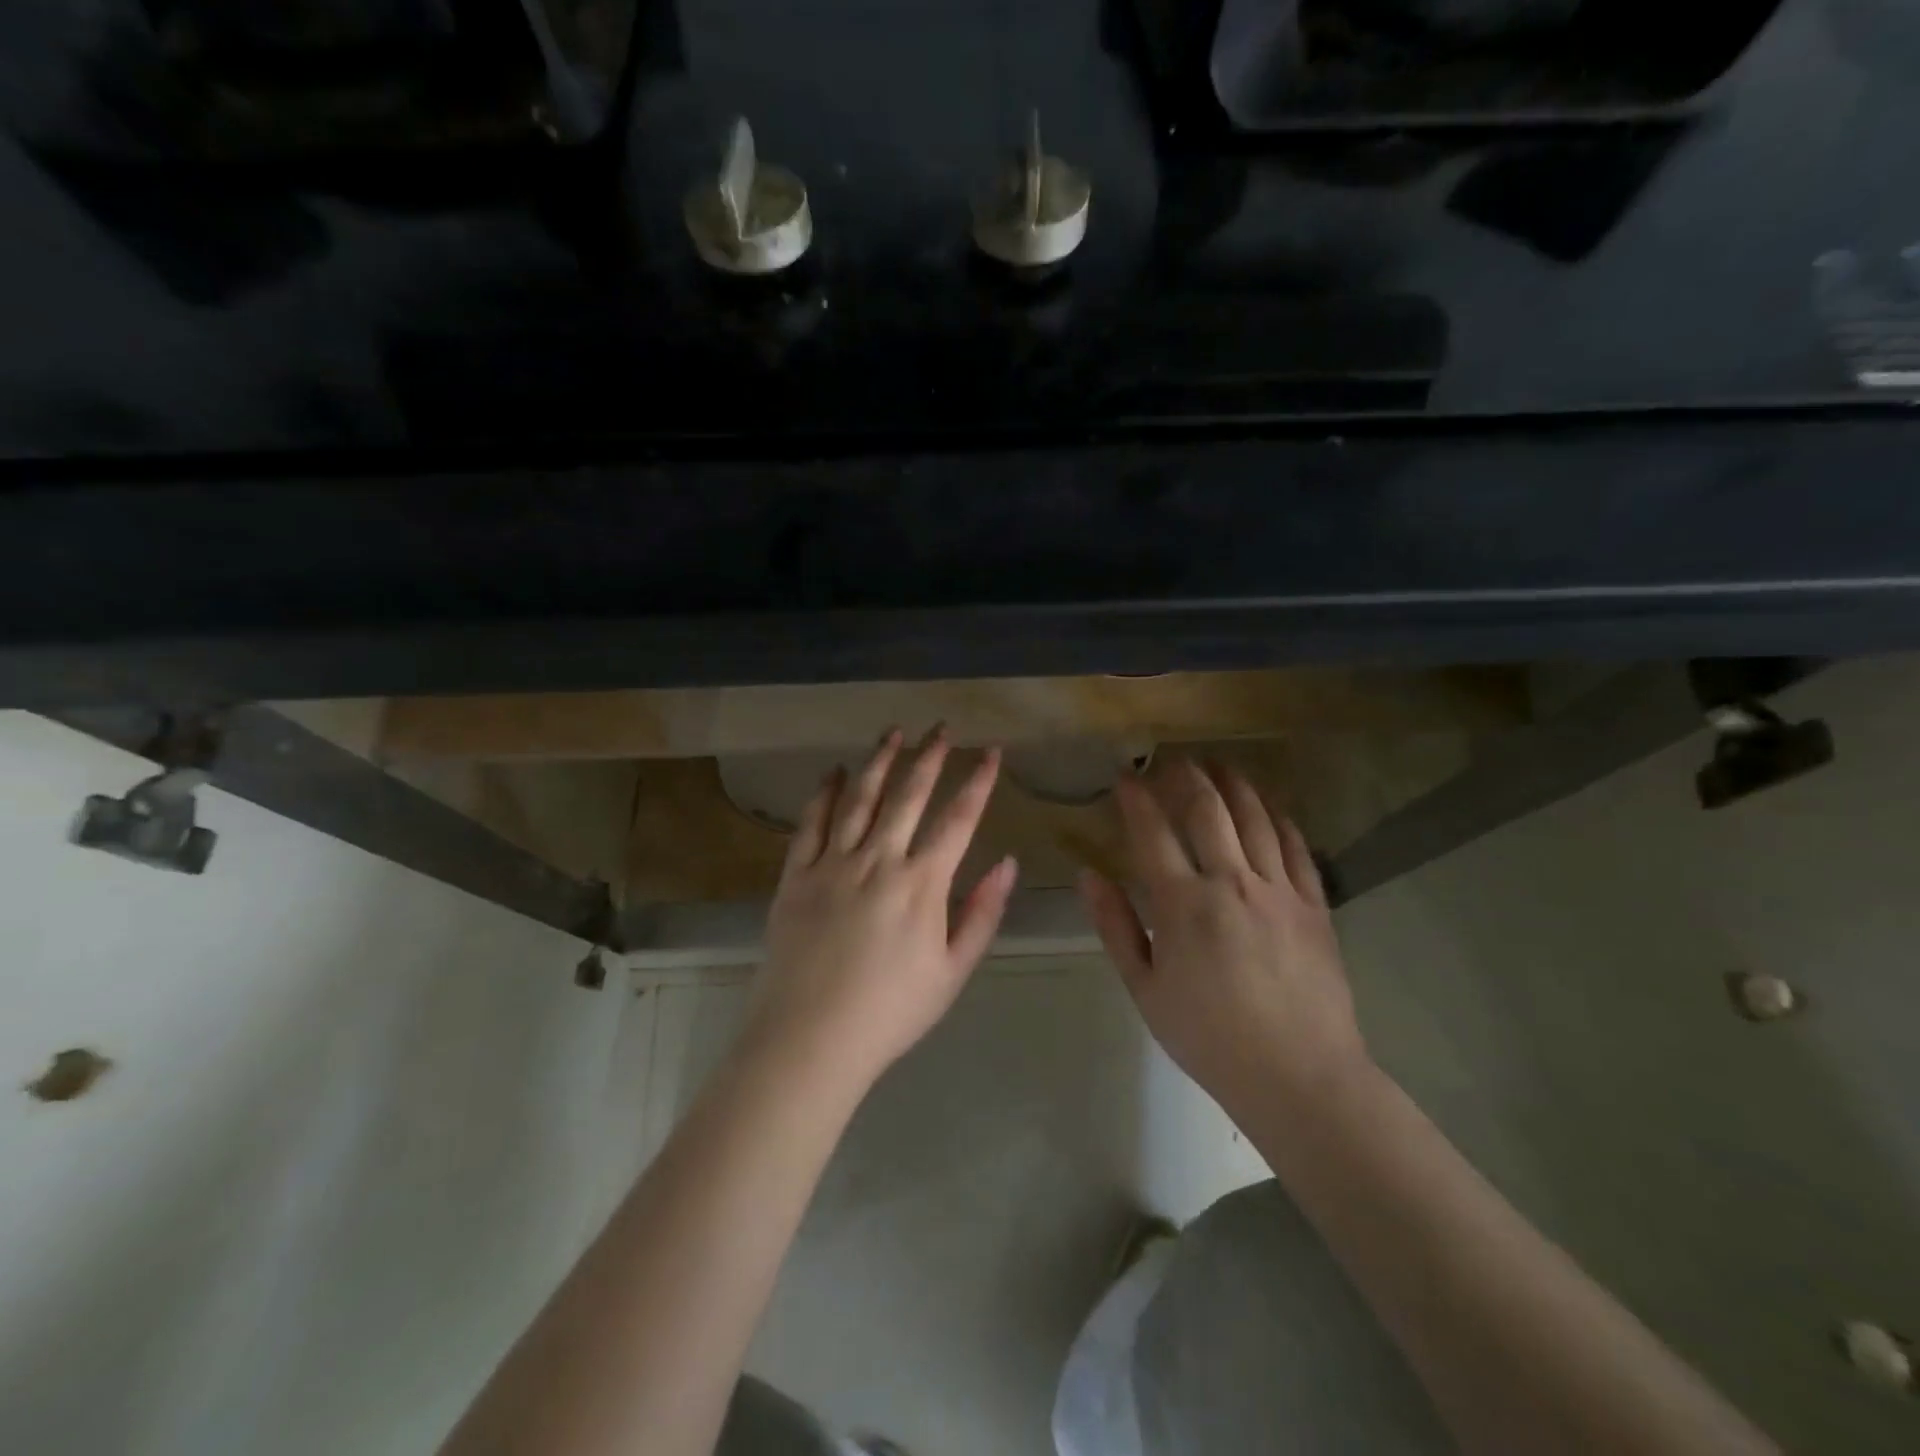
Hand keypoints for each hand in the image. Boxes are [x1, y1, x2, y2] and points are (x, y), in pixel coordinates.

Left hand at [749, 729, 1018, 1089]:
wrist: (810, 1039)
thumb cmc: (890, 1012)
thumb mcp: (952, 971)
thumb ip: (982, 913)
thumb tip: (1008, 863)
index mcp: (922, 884)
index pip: (958, 819)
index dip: (978, 781)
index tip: (991, 752)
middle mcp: (878, 860)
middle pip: (908, 795)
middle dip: (930, 756)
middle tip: (942, 728)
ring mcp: (832, 864)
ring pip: (859, 797)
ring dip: (879, 761)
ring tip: (893, 732)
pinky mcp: (795, 875)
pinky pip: (810, 823)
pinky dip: (823, 793)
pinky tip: (832, 771)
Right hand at [1079, 758, 1371, 1118]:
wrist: (1298, 1075)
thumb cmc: (1209, 1036)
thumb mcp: (1145, 989)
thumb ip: (1115, 926)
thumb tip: (1087, 875)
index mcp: (1183, 904)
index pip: (1153, 832)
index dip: (1136, 798)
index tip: (1125, 776)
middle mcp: (1232, 883)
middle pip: (1208, 811)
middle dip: (1186, 777)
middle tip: (1173, 761)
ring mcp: (1279, 890)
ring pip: (1256, 819)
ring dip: (1234, 785)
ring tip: (1219, 765)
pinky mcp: (1314, 905)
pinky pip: (1297, 847)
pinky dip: (1279, 818)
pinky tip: (1268, 806)